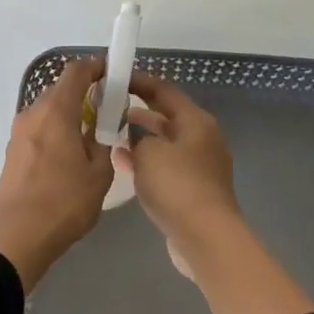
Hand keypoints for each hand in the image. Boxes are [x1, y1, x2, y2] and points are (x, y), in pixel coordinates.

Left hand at [0, 57, 114, 288]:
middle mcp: (33, 113)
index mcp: (56, 110)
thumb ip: (103, 141)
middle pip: (61, 90)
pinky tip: (70, 157)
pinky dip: (57, 131)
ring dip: (70, 115)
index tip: (114, 74)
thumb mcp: (99, 173)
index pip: (76, 71)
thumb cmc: (63, 202)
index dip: (97, 66)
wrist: (16, 237)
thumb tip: (101, 126)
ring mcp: (19, 132)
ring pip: (49, 111)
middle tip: (109, 112)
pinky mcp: (13, 152)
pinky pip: (40, 129)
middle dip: (86, 94)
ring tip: (91, 138)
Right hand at [122, 73, 243, 254]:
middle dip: (138, 110)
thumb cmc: (177, 185)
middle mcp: (202, 138)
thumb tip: (135, 137)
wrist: (204, 236)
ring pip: (165, 142)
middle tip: (108, 106)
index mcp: (196, 120)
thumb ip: (137, 137)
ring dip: (141, 137)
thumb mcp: (148, 152)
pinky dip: (146, 161)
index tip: (114, 78)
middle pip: (167, 116)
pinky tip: (124, 163)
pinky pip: (166, 165)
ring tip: (110, 133)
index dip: (139, 81)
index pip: (165, 90)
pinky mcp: (194, 189)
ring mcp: (200, 165)